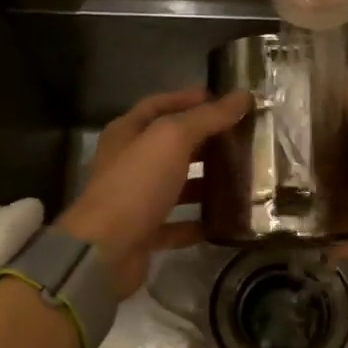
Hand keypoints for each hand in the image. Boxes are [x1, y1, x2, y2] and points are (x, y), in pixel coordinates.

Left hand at [58, 86, 250, 296]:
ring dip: (205, 182)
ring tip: (242, 178)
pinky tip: (225, 220)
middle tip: (243, 140)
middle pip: (170, 145)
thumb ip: (206, 117)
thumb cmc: (136, 184)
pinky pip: (176, 224)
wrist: (104, 251)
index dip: (190, 99)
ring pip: (176, 185)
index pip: (160, 105)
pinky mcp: (143, 234)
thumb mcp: (171, 139)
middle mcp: (128, 163)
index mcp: (127, 133)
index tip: (226, 102)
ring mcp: (135, 200)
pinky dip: (198, 222)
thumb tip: (242, 96)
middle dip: (205, 141)